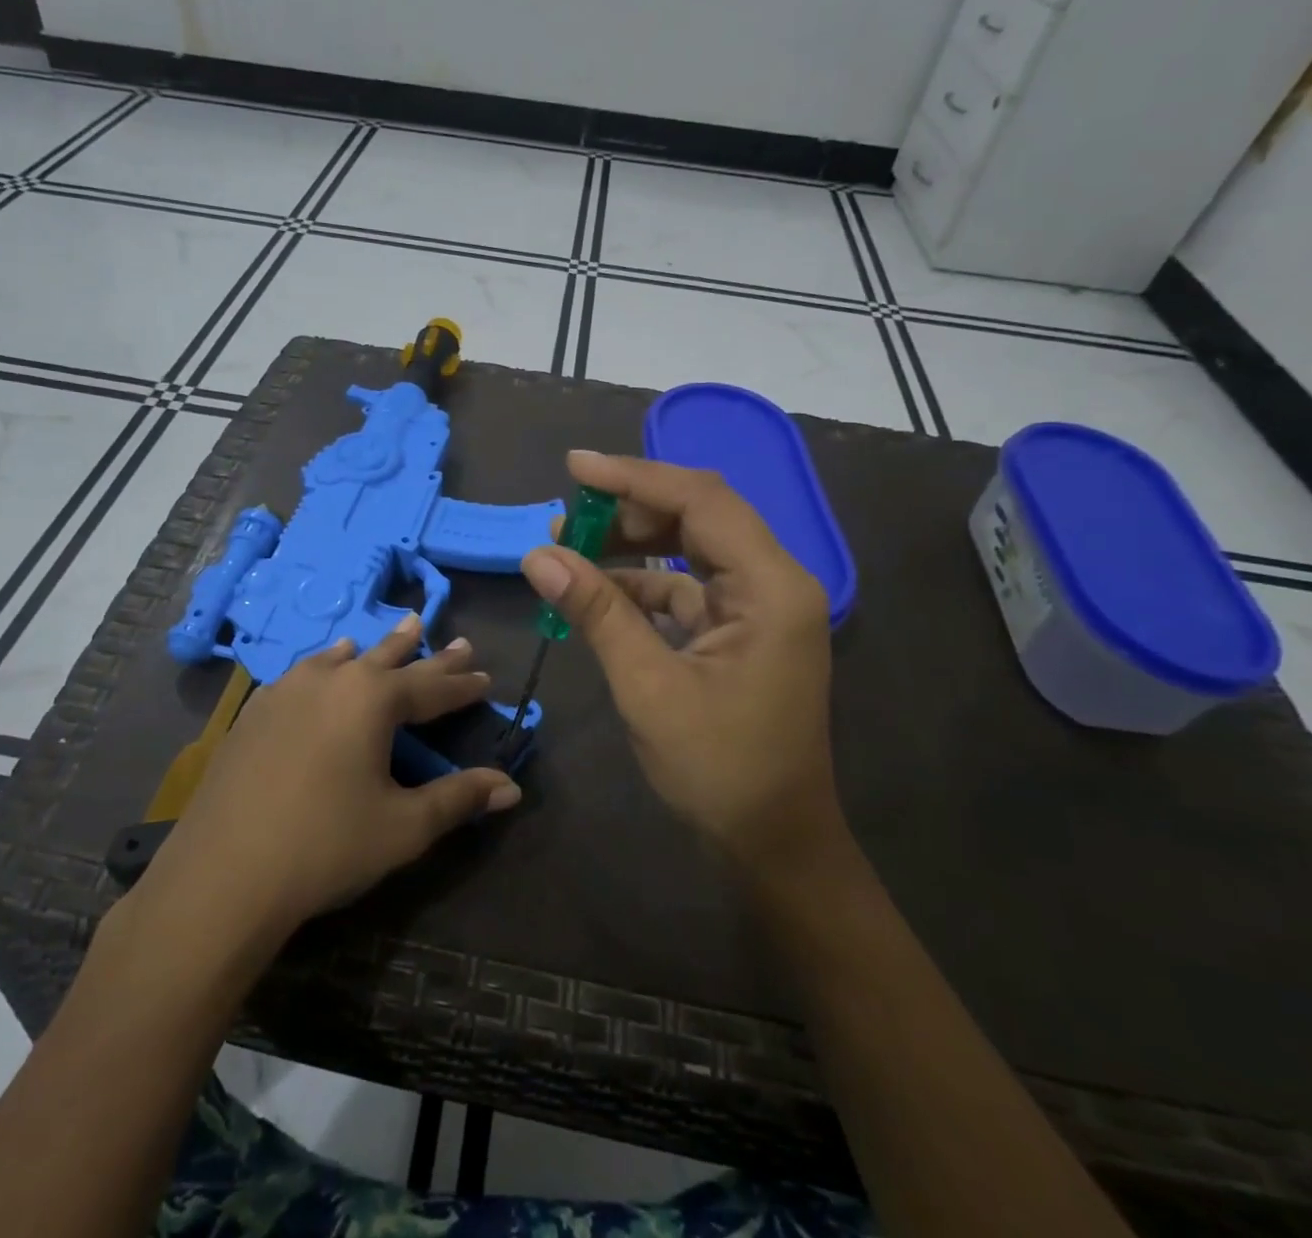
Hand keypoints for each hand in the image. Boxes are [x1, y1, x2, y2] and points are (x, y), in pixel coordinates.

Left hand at [134, 617, 521, 938]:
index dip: (463, 685)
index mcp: (373, 699)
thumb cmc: (326, 846)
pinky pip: (304, 674)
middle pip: (390, 659)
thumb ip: (459, 799)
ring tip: (393, 634)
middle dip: (425, 652)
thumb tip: (511, 788)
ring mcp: (287, 690)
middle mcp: (333, 680)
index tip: (486, 676)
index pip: (432, 687)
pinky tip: (322, 669)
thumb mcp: (404, 826)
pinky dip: (327, 666)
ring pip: (343, 658)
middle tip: (453, 640)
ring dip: (374, 651)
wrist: (223, 874)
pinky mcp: (255, 711)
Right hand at [521, 451, 845, 873]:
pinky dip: (641, 584)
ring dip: (632, 543)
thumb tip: (538, 555)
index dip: (634, 477)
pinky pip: (686, 587)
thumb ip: (597, 612)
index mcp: (771, 587)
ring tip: (569, 545)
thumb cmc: (720, 770)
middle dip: (629, 508)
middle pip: (699, 515)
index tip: (574, 467)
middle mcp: (773, 582)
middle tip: (564, 515)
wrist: (774, 844)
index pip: (700, 500)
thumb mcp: (649, 687)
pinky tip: (596, 592)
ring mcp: (758, 606)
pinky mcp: (740, 630)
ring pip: (691, 548)